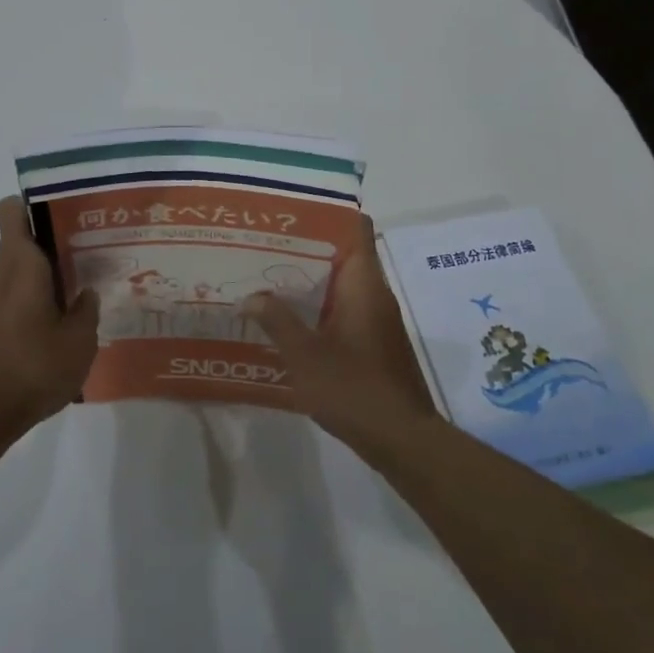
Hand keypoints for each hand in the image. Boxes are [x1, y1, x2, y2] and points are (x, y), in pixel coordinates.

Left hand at [0, 197, 100, 438]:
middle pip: (25, 236)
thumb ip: (87, 310)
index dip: (38, 201)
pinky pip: (21, 291)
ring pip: (24, 265)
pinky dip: (43, 293)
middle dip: (58, 235)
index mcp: (22, 264)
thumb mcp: (79, 341)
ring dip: (52, 268)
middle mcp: (4, 273)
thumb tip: (87, 294)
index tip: (70, 209)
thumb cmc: (32, 367)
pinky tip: (69, 315)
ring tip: (90, 279)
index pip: (13, 210)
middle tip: (95, 244)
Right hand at [245, 214, 438, 455]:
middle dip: (307, 248)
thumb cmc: (354, 388)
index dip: (329, 214)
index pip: (357, 229)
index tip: (294, 212)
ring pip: (342, 283)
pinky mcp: (374, 341)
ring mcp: (377, 318)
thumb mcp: (305, 355)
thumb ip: (277, 321)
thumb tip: (251, 296)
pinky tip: (289, 318)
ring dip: (311, 280)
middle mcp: (374, 293)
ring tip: (268, 277)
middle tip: (265, 245)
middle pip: (344, 254)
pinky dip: (320, 306)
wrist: (402, 439)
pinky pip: (345, 308)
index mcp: (364, 284)